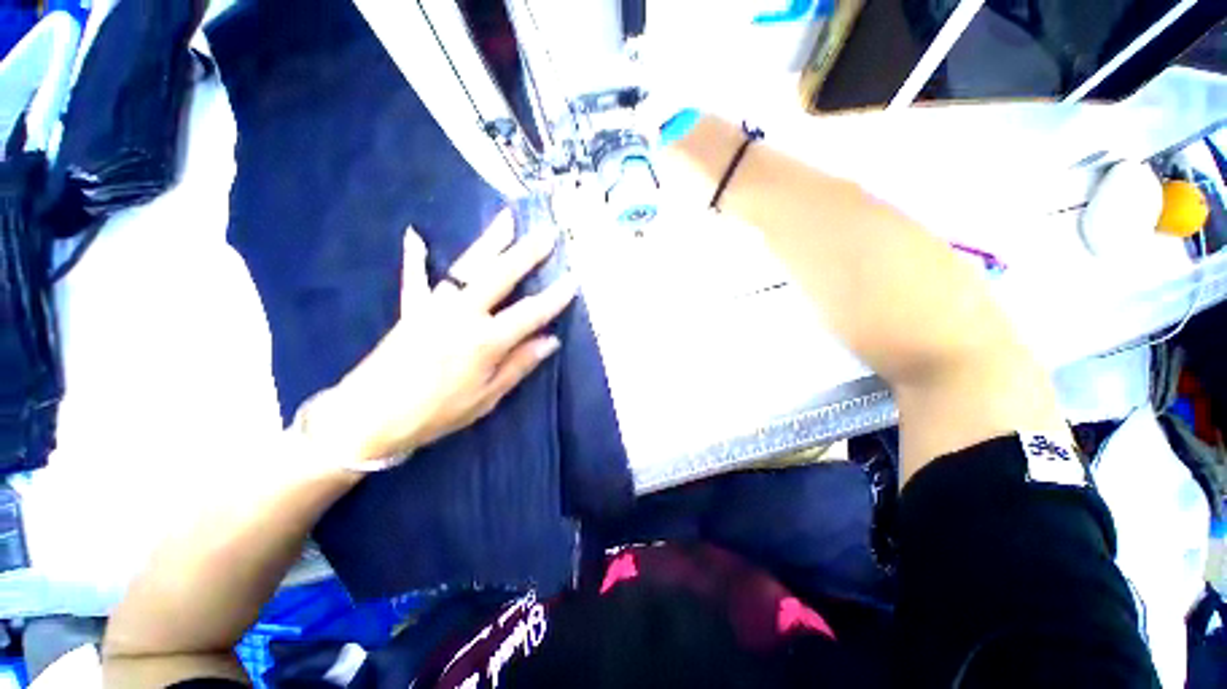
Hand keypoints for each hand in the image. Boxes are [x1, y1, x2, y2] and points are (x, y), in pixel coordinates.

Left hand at [300, 211, 577, 466]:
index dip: (555, 297)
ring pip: (467, 267)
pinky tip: (415, 235)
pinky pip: (415, 278)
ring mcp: (434, 307)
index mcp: (485, 341)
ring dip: (489, 242)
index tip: (573, 279)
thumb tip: (551, 341)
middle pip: (500, 276)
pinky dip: (415, 258)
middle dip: (527, 253)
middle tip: (547, 234)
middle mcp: (463, 315)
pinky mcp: (411, 309)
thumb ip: (519, 365)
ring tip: (506, 219)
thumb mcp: (487, 398)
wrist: (370, 416)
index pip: (530, 313)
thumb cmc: (437, 412)